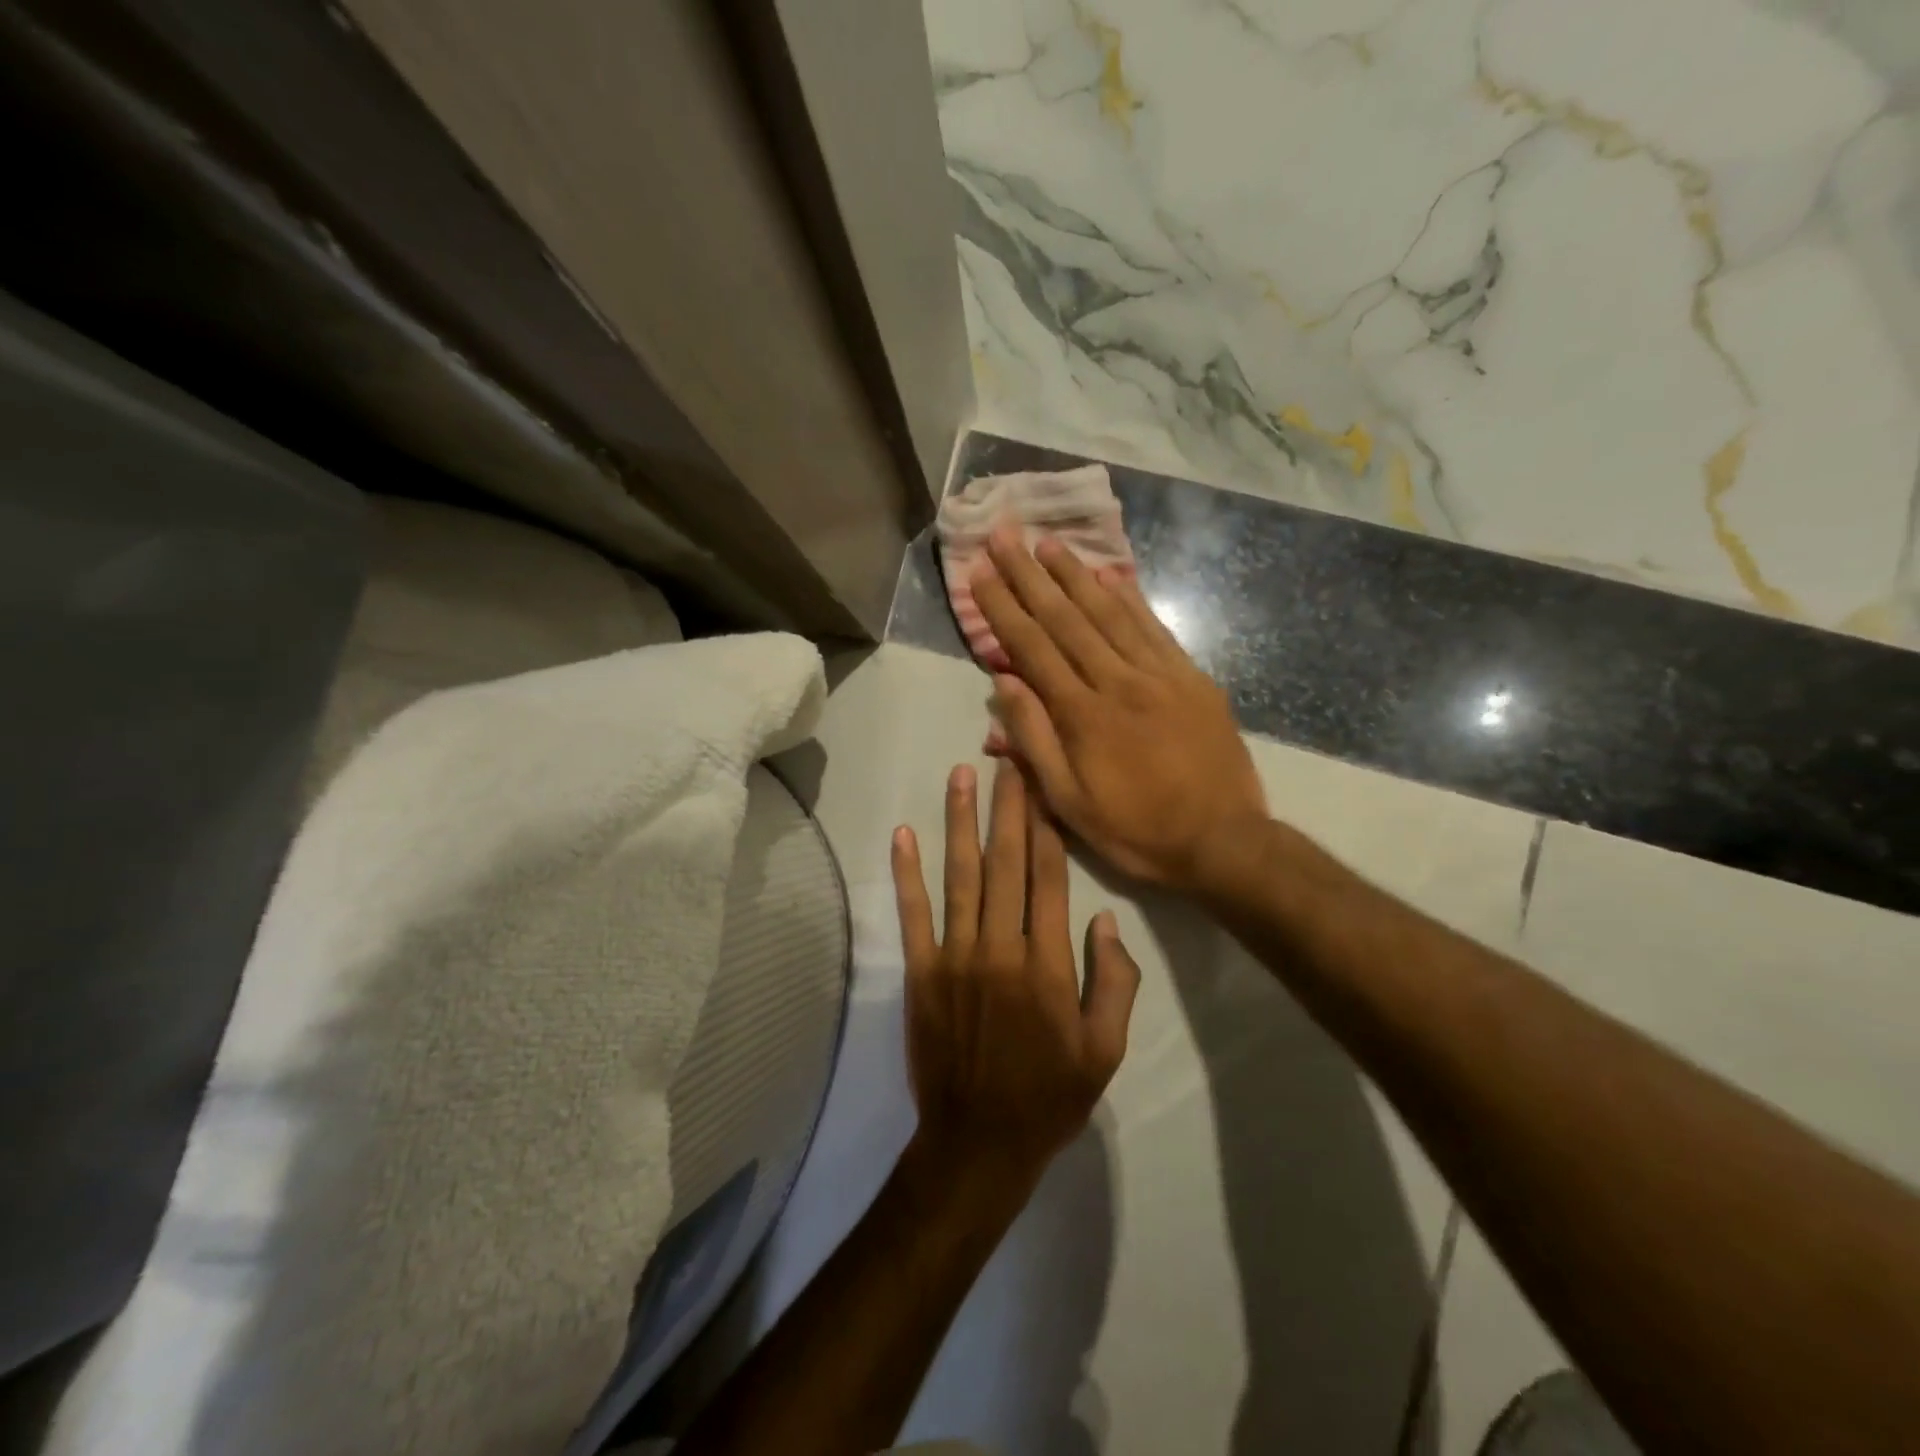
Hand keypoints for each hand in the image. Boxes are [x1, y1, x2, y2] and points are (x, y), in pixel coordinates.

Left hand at [891, 762, 1139, 1191]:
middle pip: (1006, 863)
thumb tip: (1103, 919)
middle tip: (1008, 760)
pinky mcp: (920, 972)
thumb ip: (1113, 981)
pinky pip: (913, 914)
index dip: (1047, 826)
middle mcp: (1000, 947)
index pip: (1049, 878)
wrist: (978, 1144)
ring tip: (961, 775)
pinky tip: (903, 834)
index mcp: (1048, 964)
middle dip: (1008, 807)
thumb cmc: (1049, 1097)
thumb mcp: (1105, 1049)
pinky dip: (907, 872)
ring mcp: (955, 957)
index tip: (1044, 785)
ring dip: (960, 822)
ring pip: (960, 876)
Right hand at [970, 528, 1268, 892]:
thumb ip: (1034, 741)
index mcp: (1083, 715)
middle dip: (1029, 575)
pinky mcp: (1191, 677)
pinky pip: (1154, 627)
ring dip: (1074, 575)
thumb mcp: (1069, 803)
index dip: (1002, 607)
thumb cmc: (1136, 830)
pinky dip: (1129, 598)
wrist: (1223, 841)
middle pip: (1065, 618)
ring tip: (1047, 543)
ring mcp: (1159, 674)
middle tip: (1004, 536)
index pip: (1032, 648)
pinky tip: (1109, 574)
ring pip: (1109, 613)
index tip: (979, 573)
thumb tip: (1003, 683)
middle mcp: (1118, 681)